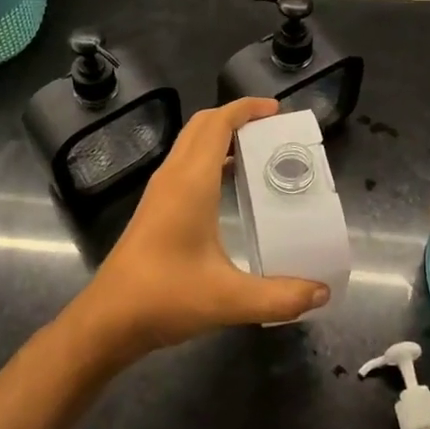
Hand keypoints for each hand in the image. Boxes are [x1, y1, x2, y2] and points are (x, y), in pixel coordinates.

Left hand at [70, 98, 329, 360]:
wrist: (107, 320)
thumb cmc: (164, 298)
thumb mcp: (229, 299)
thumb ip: (279, 297)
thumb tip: (322, 294)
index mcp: (191, 182)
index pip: (218, 124)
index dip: (246, 108)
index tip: (277, 110)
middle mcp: (173, 176)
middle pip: (203, 125)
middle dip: (236, 116)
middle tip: (272, 129)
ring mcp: (160, 191)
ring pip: (191, 143)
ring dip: (221, 135)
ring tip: (258, 151)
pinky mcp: (155, 207)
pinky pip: (186, 163)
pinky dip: (210, 157)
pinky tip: (230, 185)